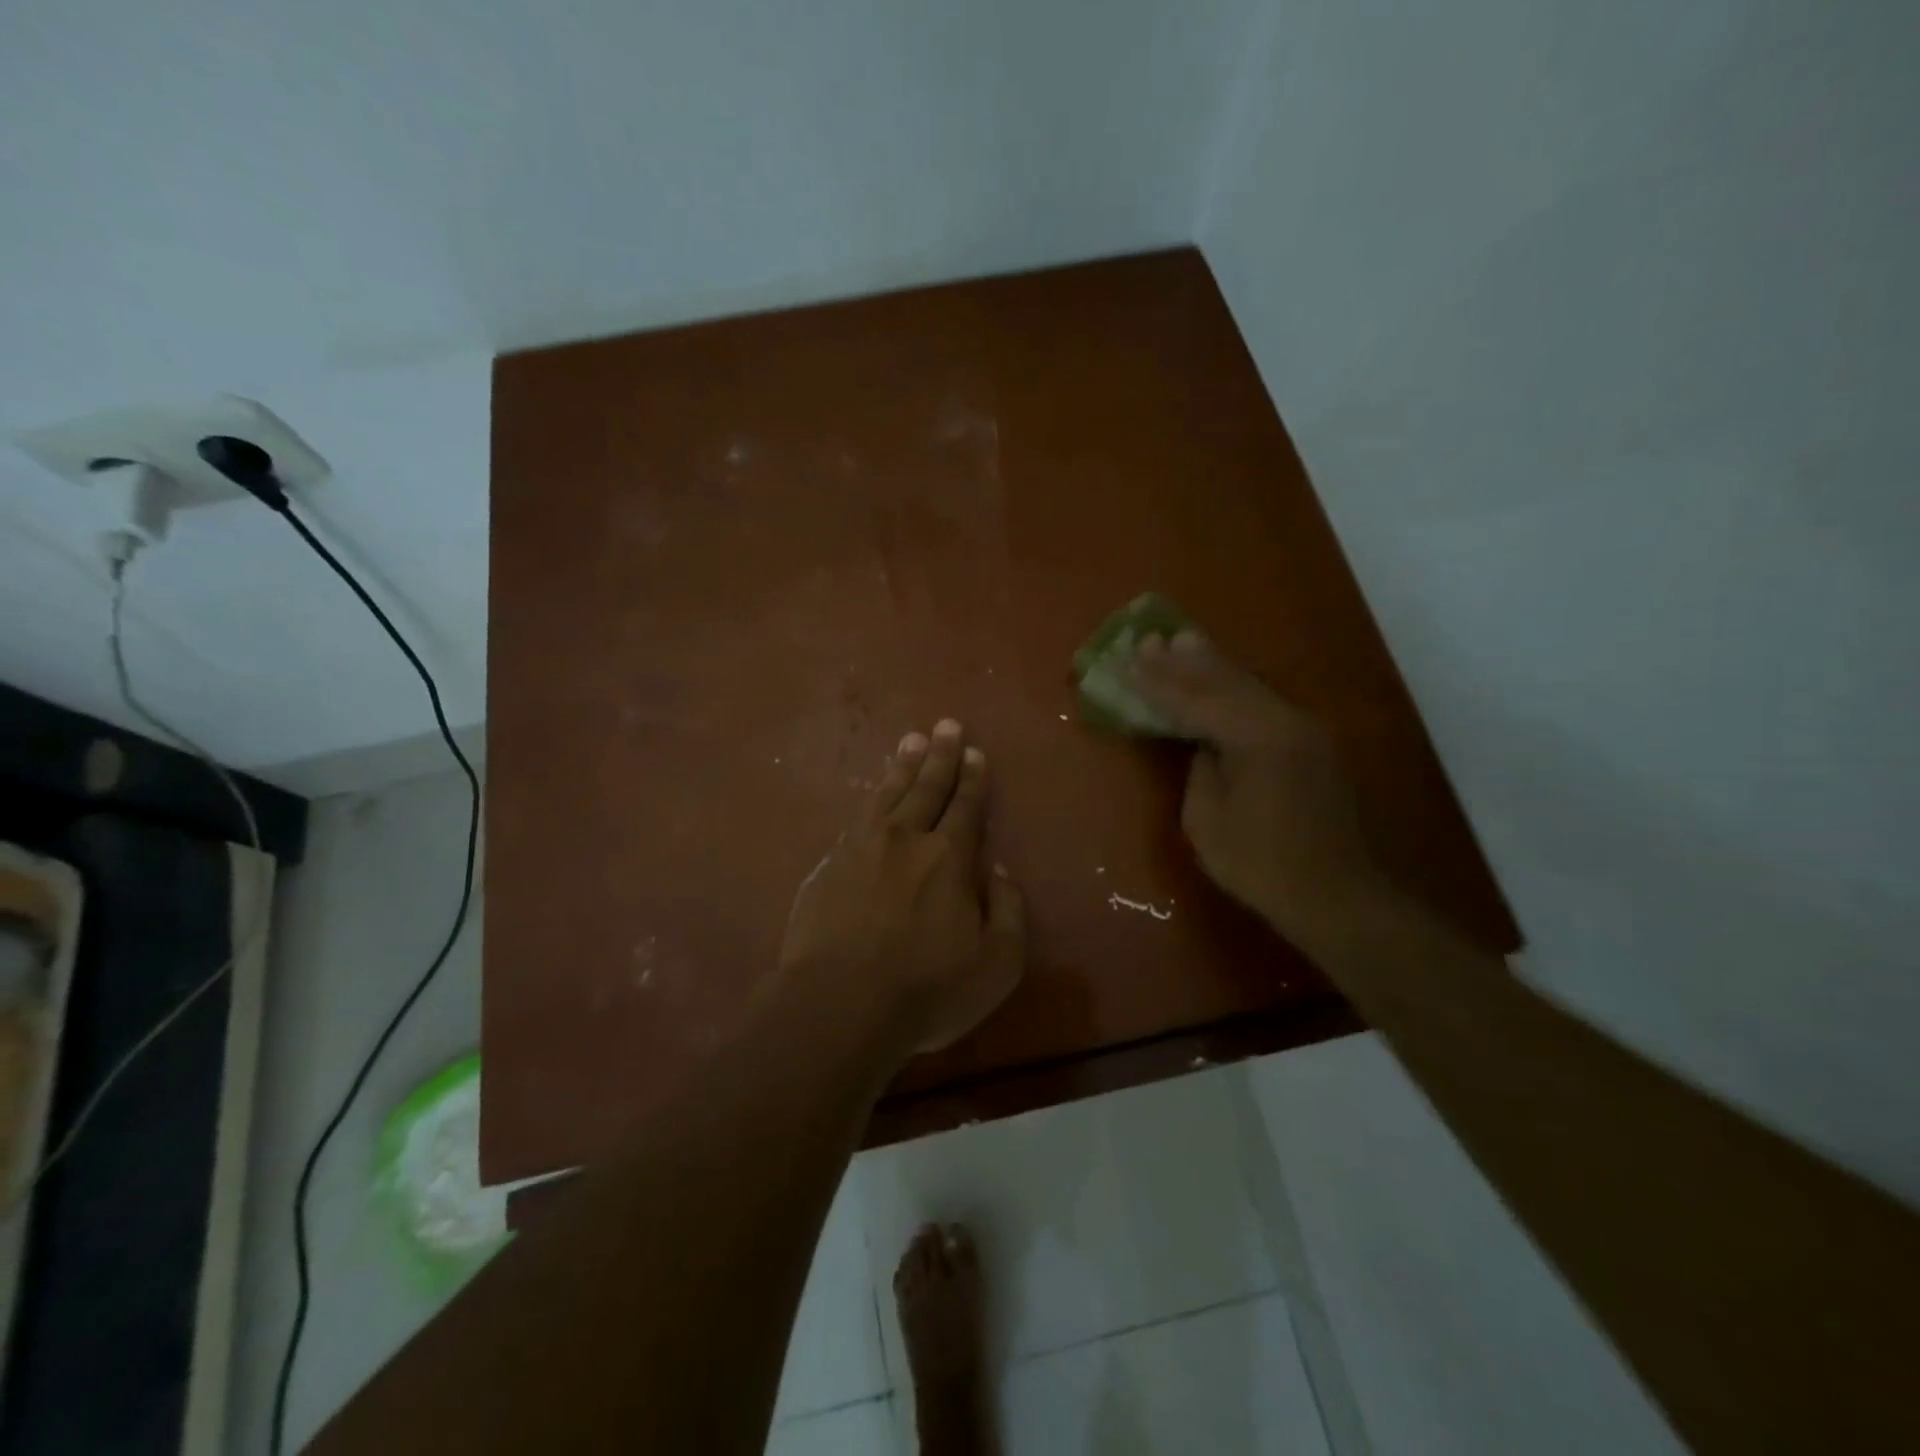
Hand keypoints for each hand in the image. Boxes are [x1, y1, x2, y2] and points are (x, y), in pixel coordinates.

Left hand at [779, 719, 1026, 1057]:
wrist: (838, 1005)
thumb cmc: (926, 989)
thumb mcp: (996, 963)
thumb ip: (1007, 910)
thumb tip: (998, 871)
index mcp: (948, 858)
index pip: (965, 806)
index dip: (972, 778)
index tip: (974, 752)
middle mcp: (905, 840)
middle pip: (926, 788)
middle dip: (940, 756)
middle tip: (946, 726)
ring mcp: (860, 849)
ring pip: (887, 795)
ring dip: (902, 767)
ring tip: (911, 741)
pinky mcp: (828, 866)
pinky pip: (855, 820)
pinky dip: (869, 801)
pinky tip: (872, 798)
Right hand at [1128, 631, 1386, 943]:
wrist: (1337, 896)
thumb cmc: (1262, 865)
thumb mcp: (1208, 821)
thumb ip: (1201, 770)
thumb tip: (1203, 745)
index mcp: (1258, 737)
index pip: (1196, 701)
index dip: (1157, 683)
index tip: (1127, 660)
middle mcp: (1286, 721)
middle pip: (1225, 681)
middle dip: (1183, 661)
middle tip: (1149, 638)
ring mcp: (1304, 730)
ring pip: (1248, 687)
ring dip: (1210, 666)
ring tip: (1181, 641)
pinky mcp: (1311, 745)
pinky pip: (1262, 704)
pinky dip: (1233, 689)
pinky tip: (1218, 679)